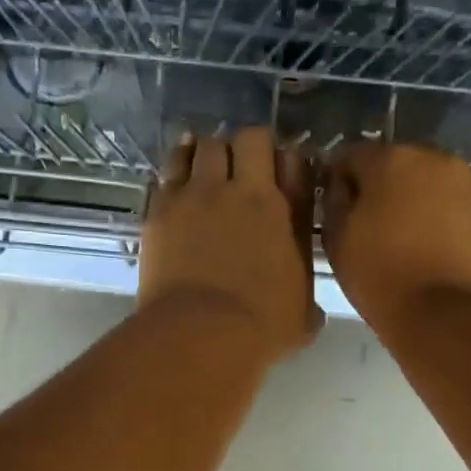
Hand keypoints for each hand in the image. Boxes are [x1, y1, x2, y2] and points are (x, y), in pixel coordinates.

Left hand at [140, 127, 321, 361]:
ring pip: (201, 145)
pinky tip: (175, 180)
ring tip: (204, 165)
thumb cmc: (261, 328)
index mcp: (284, 211)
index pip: (294, 161)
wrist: (201, 332)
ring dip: (206, 151)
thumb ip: (307, 299)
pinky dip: (174, 171)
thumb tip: (310, 310)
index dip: (288, 161)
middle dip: (248, 146)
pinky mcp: (160, 209)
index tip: (283, 173)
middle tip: (243, 166)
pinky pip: (166, 172)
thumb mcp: (302, 315)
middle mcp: (243, 190)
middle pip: (247, 138)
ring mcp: (197, 195)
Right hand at [322, 142, 470, 332]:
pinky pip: (455, 207)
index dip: (338, 181)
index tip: (336, 210)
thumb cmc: (381, 277)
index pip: (351, 155)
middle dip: (381, 188)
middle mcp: (434, 158)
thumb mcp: (337, 239)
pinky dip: (442, 220)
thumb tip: (341, 184)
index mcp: (390, 159)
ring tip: (405, 242)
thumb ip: (334, 200)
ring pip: (429, 185)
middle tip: (371, 228)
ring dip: (414, 203)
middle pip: (396, 165)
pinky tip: (434, 252)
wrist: (448, 316)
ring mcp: (469, 184)